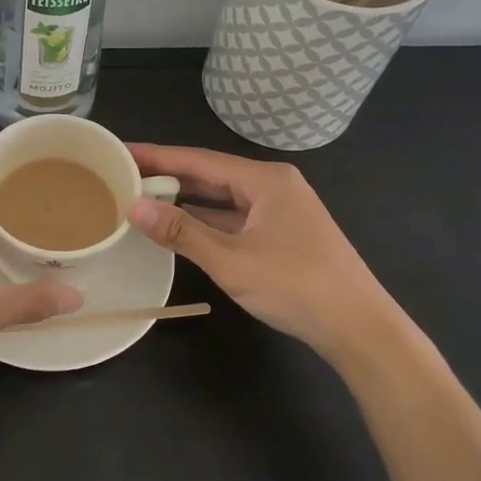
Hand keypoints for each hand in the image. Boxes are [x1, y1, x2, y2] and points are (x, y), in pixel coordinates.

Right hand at [125, 143, 407, 358]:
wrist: (361, 330)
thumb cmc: (296, 286)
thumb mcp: (231, 260)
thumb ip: (181, 231)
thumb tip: (133, 206)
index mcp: (265, 180)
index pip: (198, 160)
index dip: (156, 156)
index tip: (120, 151)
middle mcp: (273, 186)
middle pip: (209, 175)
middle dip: (167, 176)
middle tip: (121, 174)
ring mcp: (280, 210)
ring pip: (222, 198)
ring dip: (184, 200)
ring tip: (140, 197)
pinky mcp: (283, 234)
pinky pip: (234, 218)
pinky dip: (205, 221)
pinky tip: (178, 227)